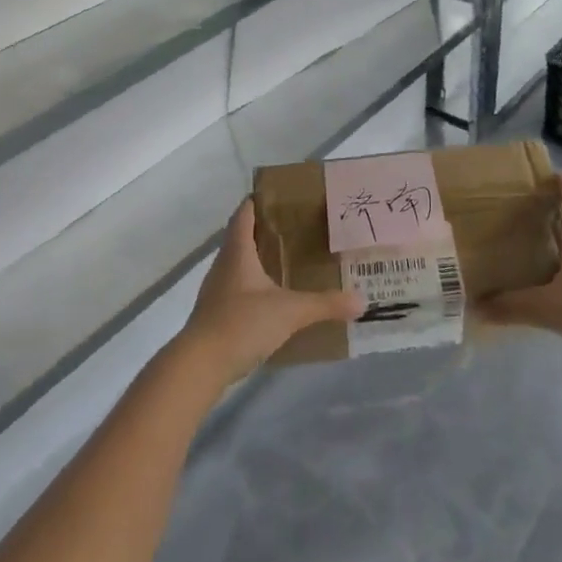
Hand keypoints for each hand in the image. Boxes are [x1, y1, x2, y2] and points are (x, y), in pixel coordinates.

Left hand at [176, 198, 362, 386]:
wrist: (200, 365)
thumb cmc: (242, 323)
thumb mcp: (290, 312)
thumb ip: (325, 304)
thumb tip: (361, 300)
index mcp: (237, 252)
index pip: (243, 215)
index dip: (257, 202)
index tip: (278, 195)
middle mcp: (223, 266)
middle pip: (240, 238)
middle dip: (264, 231)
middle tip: (295, 229)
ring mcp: (216, 292)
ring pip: (237, 265)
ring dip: (258, 260)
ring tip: (287, 262)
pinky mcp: (215, 315)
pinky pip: (236, 291)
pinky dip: (253, 288)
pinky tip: (272, 300)